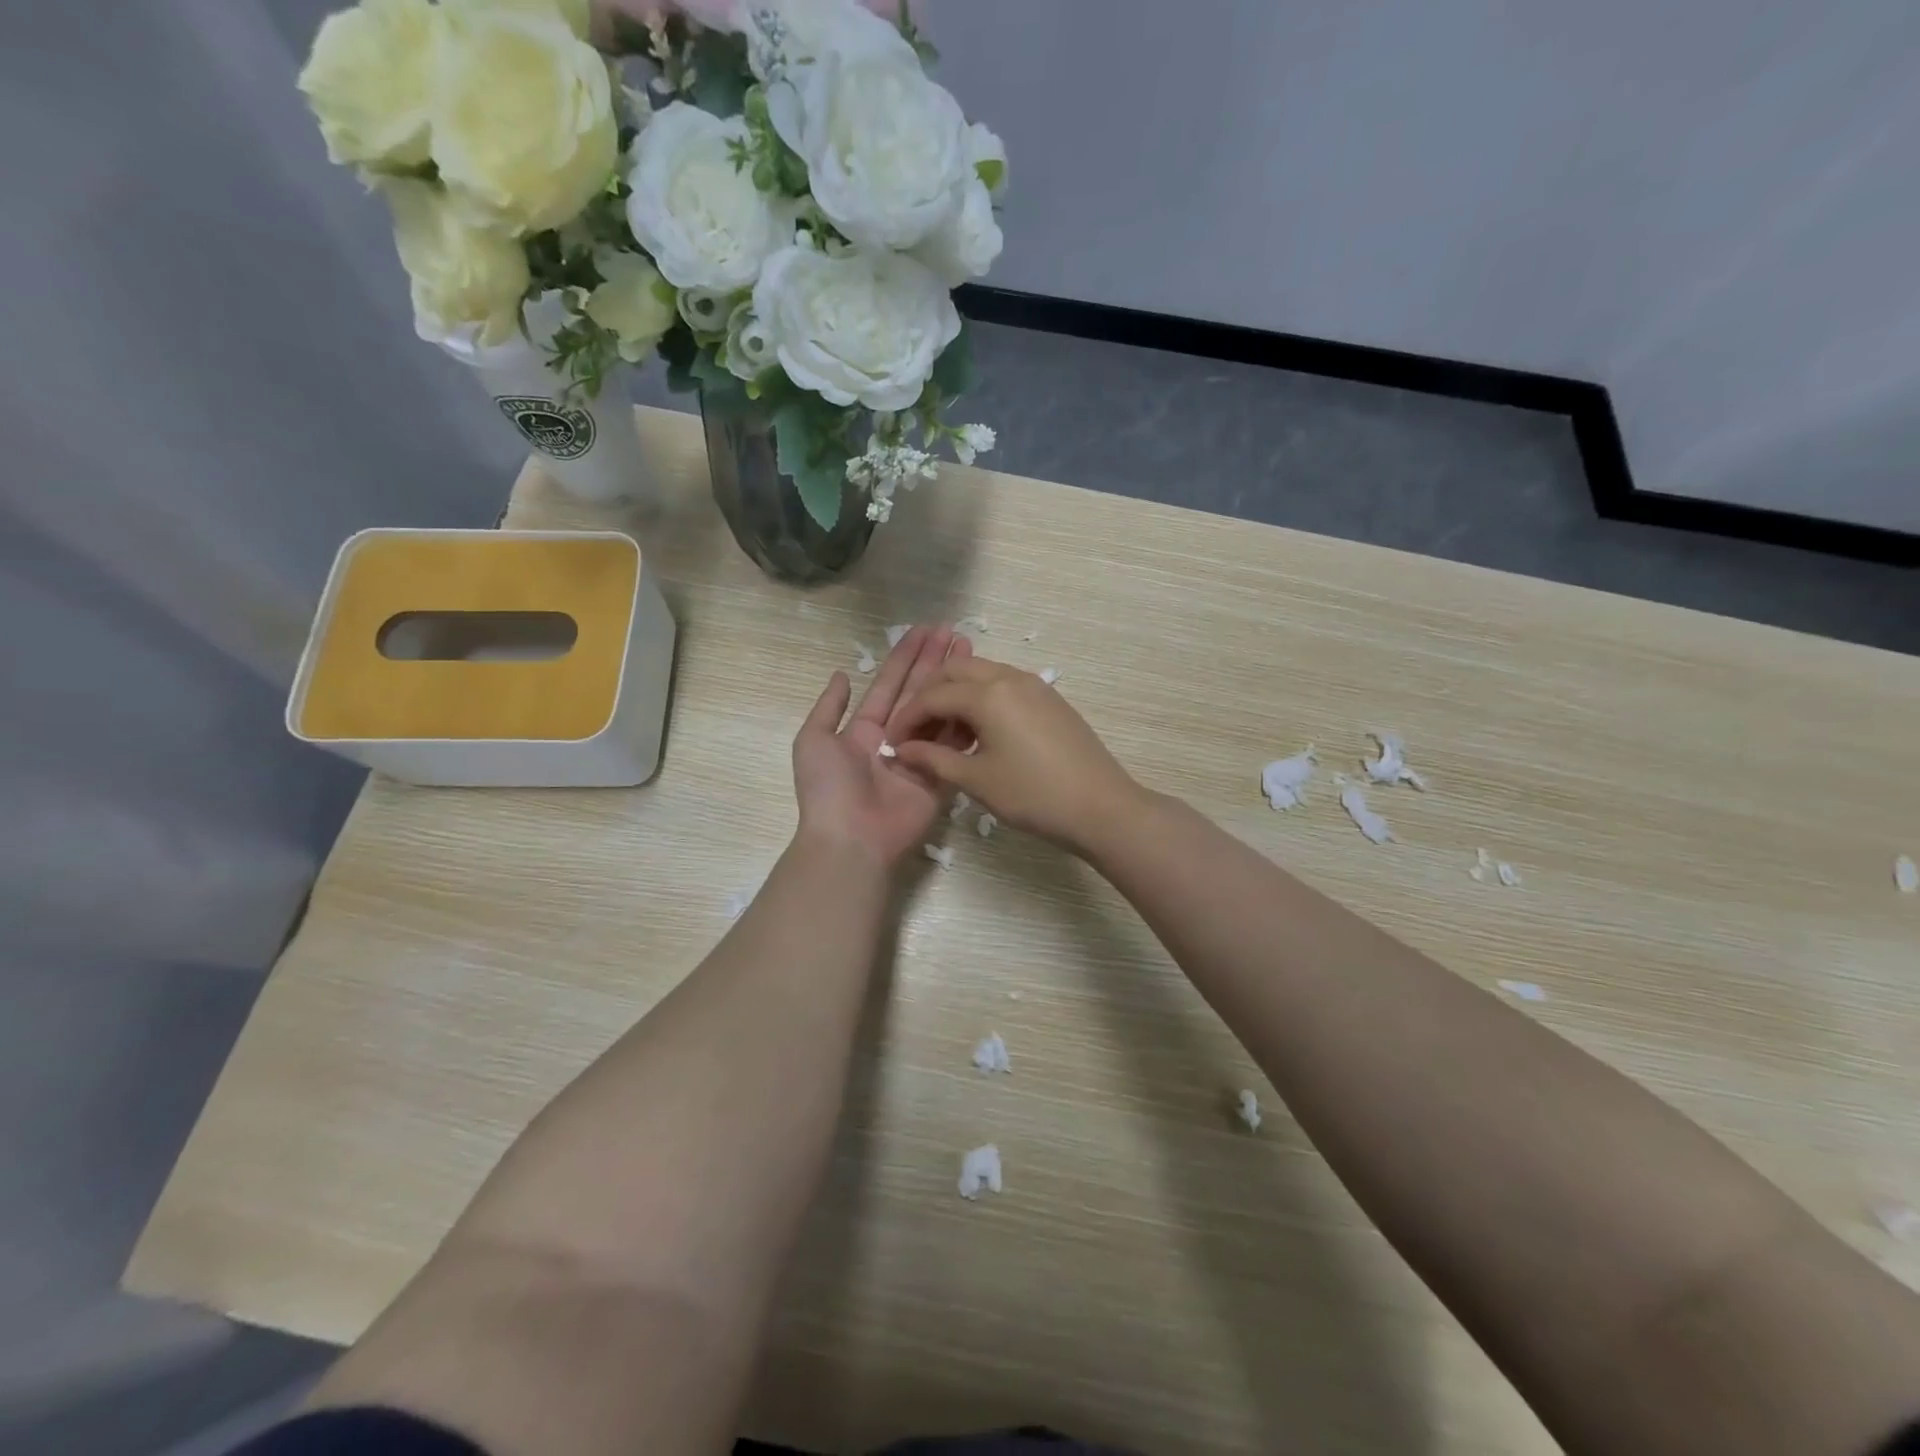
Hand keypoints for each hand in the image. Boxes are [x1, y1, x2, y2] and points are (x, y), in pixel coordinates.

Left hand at [791, 626, 972, 864]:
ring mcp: (920, 758)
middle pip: (918, 693)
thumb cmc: (828, 789)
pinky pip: (954, 746)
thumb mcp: (813, 740)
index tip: (925, 631)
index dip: (906, 657)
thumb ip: (829, 707)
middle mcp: (894, 739)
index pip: (889, 685)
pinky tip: (981, 696)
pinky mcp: (939, 778)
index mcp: (864, 730)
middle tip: (955, 632)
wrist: (850, 839)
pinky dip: (966, 721)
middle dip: (935, 662)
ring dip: (954, 684)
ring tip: (973, 655)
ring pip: (940, 714)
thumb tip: (842, 674)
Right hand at [888, 659, 1141, 852]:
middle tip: (916, 730)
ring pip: (981, 674)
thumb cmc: (1033, 796)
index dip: (907, 718)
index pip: (932, 696)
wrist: (1101, 807)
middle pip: (955, 671)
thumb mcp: (977, 781)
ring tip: (946, 734)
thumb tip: (903, 750)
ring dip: (956, 695)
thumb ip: (934, 759)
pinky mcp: (1049, 698)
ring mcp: (1034, 685)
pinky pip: (1004, 685)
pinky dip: (982, 699)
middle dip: (929, 696)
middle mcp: (1009, 677)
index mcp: (988, 694)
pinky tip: (979, 733)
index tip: (893, 743)